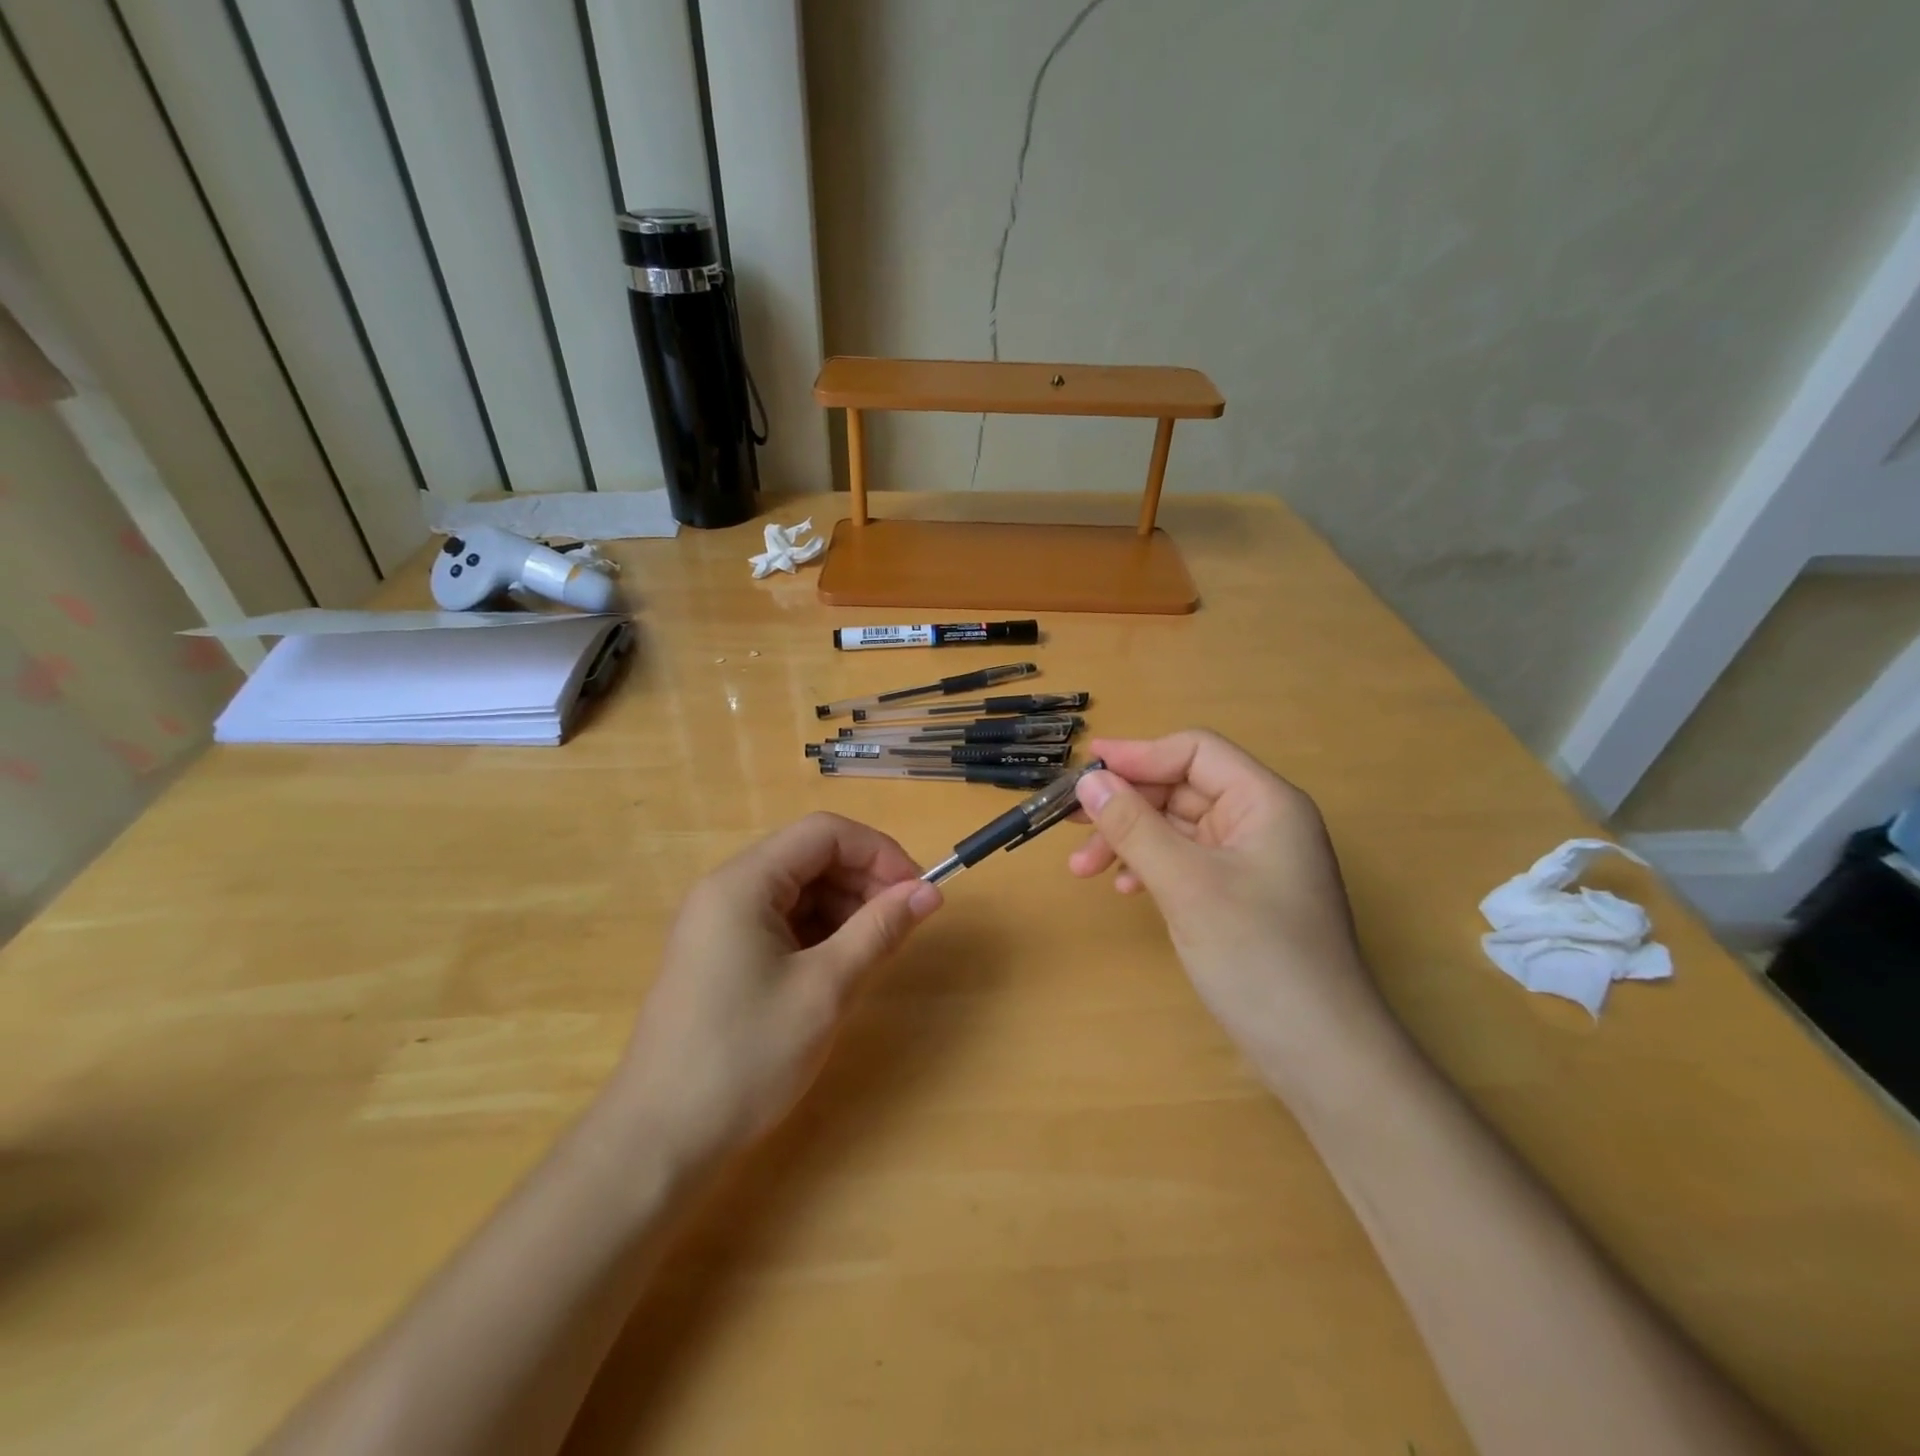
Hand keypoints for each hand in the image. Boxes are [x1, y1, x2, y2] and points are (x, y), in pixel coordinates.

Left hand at [604, 813, 941, 1161]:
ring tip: (876, 949)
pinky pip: (780, 922)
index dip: (878, 852)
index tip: (917, 892)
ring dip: (844, 908)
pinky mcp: (720, 956)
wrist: (659, 1141)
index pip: (824, 833)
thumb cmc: (746, 1057)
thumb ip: (880, 930)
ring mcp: (719, 924)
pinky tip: (841, 966)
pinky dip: (819, 933)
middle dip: (864, 881)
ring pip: (798, 891)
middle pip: (810, 857)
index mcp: (743, 883)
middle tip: (903, 924)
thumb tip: (929, 892)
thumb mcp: (825, 989)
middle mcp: (726, 890)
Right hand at [1069, 732, 1393, 1086]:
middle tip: (1069, 823)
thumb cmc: (1258, 956)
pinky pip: (1185, 861)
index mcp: (1265, 802)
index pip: (1195, 752)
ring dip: (1130, 840)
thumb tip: (1089, 780)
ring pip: (1178, 827)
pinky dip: (1150, 866)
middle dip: (1126, 806)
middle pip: (1182, 788)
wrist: (1319, 1054)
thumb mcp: (1187, 884)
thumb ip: (1135, 826)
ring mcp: (1251, 860)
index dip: (1139, 755)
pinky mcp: (1239, 895)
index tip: (1085, 770)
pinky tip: (1126, 889)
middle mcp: (1261, 822)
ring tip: (1084, 871)